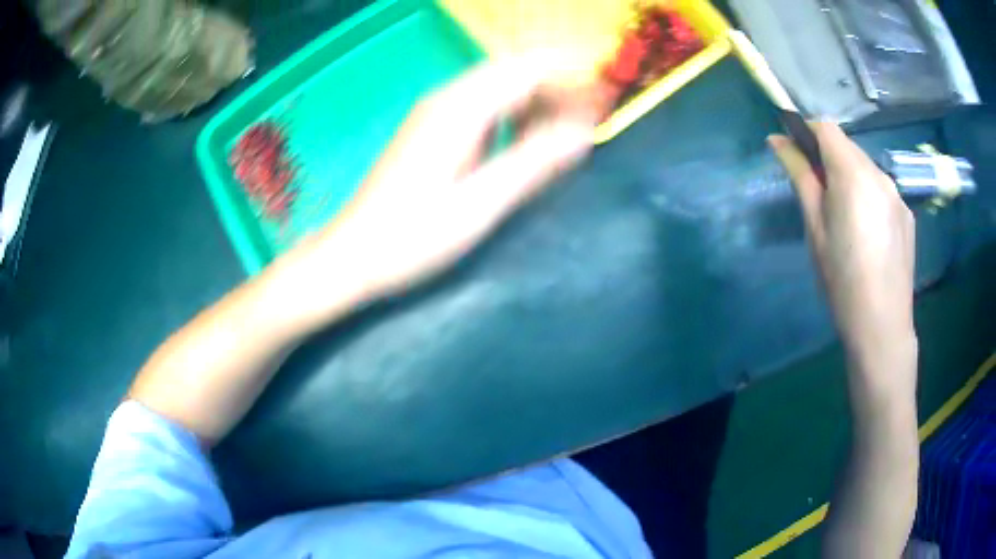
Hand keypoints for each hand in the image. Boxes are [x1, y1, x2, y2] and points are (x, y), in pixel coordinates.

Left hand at [270, 55, 596, 327]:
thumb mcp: (479, 206)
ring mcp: (437, 112)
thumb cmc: (411, 238)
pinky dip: (516, 115)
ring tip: (571, 130)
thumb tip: (584, 133)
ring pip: (501, 88)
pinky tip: (527, 141)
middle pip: (516, 72)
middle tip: (595, 118)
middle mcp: (448, 98)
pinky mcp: (433, 130)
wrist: (353, 255)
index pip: (529, 70)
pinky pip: (485, 107)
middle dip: (561, 87)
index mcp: (460, 109)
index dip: (574, 78)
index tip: (607, 99)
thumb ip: (533, 163)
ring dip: (540, 100)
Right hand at [770, 124, 916, 398]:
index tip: (797, 155)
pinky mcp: (907, 215)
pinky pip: (882, 192)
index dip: (808, 133)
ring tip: (846, 221)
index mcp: (853, 174)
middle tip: (819, 197)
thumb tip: (777, 140)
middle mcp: (880, 174)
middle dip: (829, 159)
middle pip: (848, 148)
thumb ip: (800, 177)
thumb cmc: (842, 280)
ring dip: (850, 179)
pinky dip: (869, 198)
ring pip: (867, 169)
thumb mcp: (814, 228)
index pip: (827, 128)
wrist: (882, 328)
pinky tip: (868, 235)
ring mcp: (897, 195)